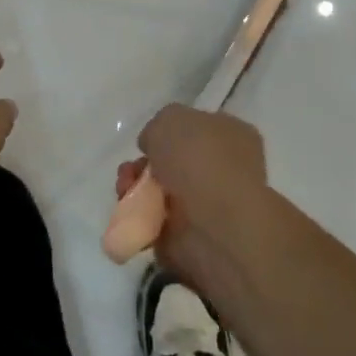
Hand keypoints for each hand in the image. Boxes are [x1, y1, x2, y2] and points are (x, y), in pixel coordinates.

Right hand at [116, 104, 267, 286]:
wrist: (214, 225)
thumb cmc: (199, 160)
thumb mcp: (170, 119)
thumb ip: (158, 127)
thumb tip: (154, 147)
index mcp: (230, 135)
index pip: (197, 128)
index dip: (168, 131)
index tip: (149, 140)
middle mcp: (222, 169)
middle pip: (171, 161)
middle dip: (143, 164)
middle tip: (131, 170)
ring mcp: (205, 205)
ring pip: (158, 191)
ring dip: (135, 188)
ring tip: (125, 190)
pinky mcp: (187, 236)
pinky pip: (152, 220)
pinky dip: (136, 216)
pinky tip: (130, 211)